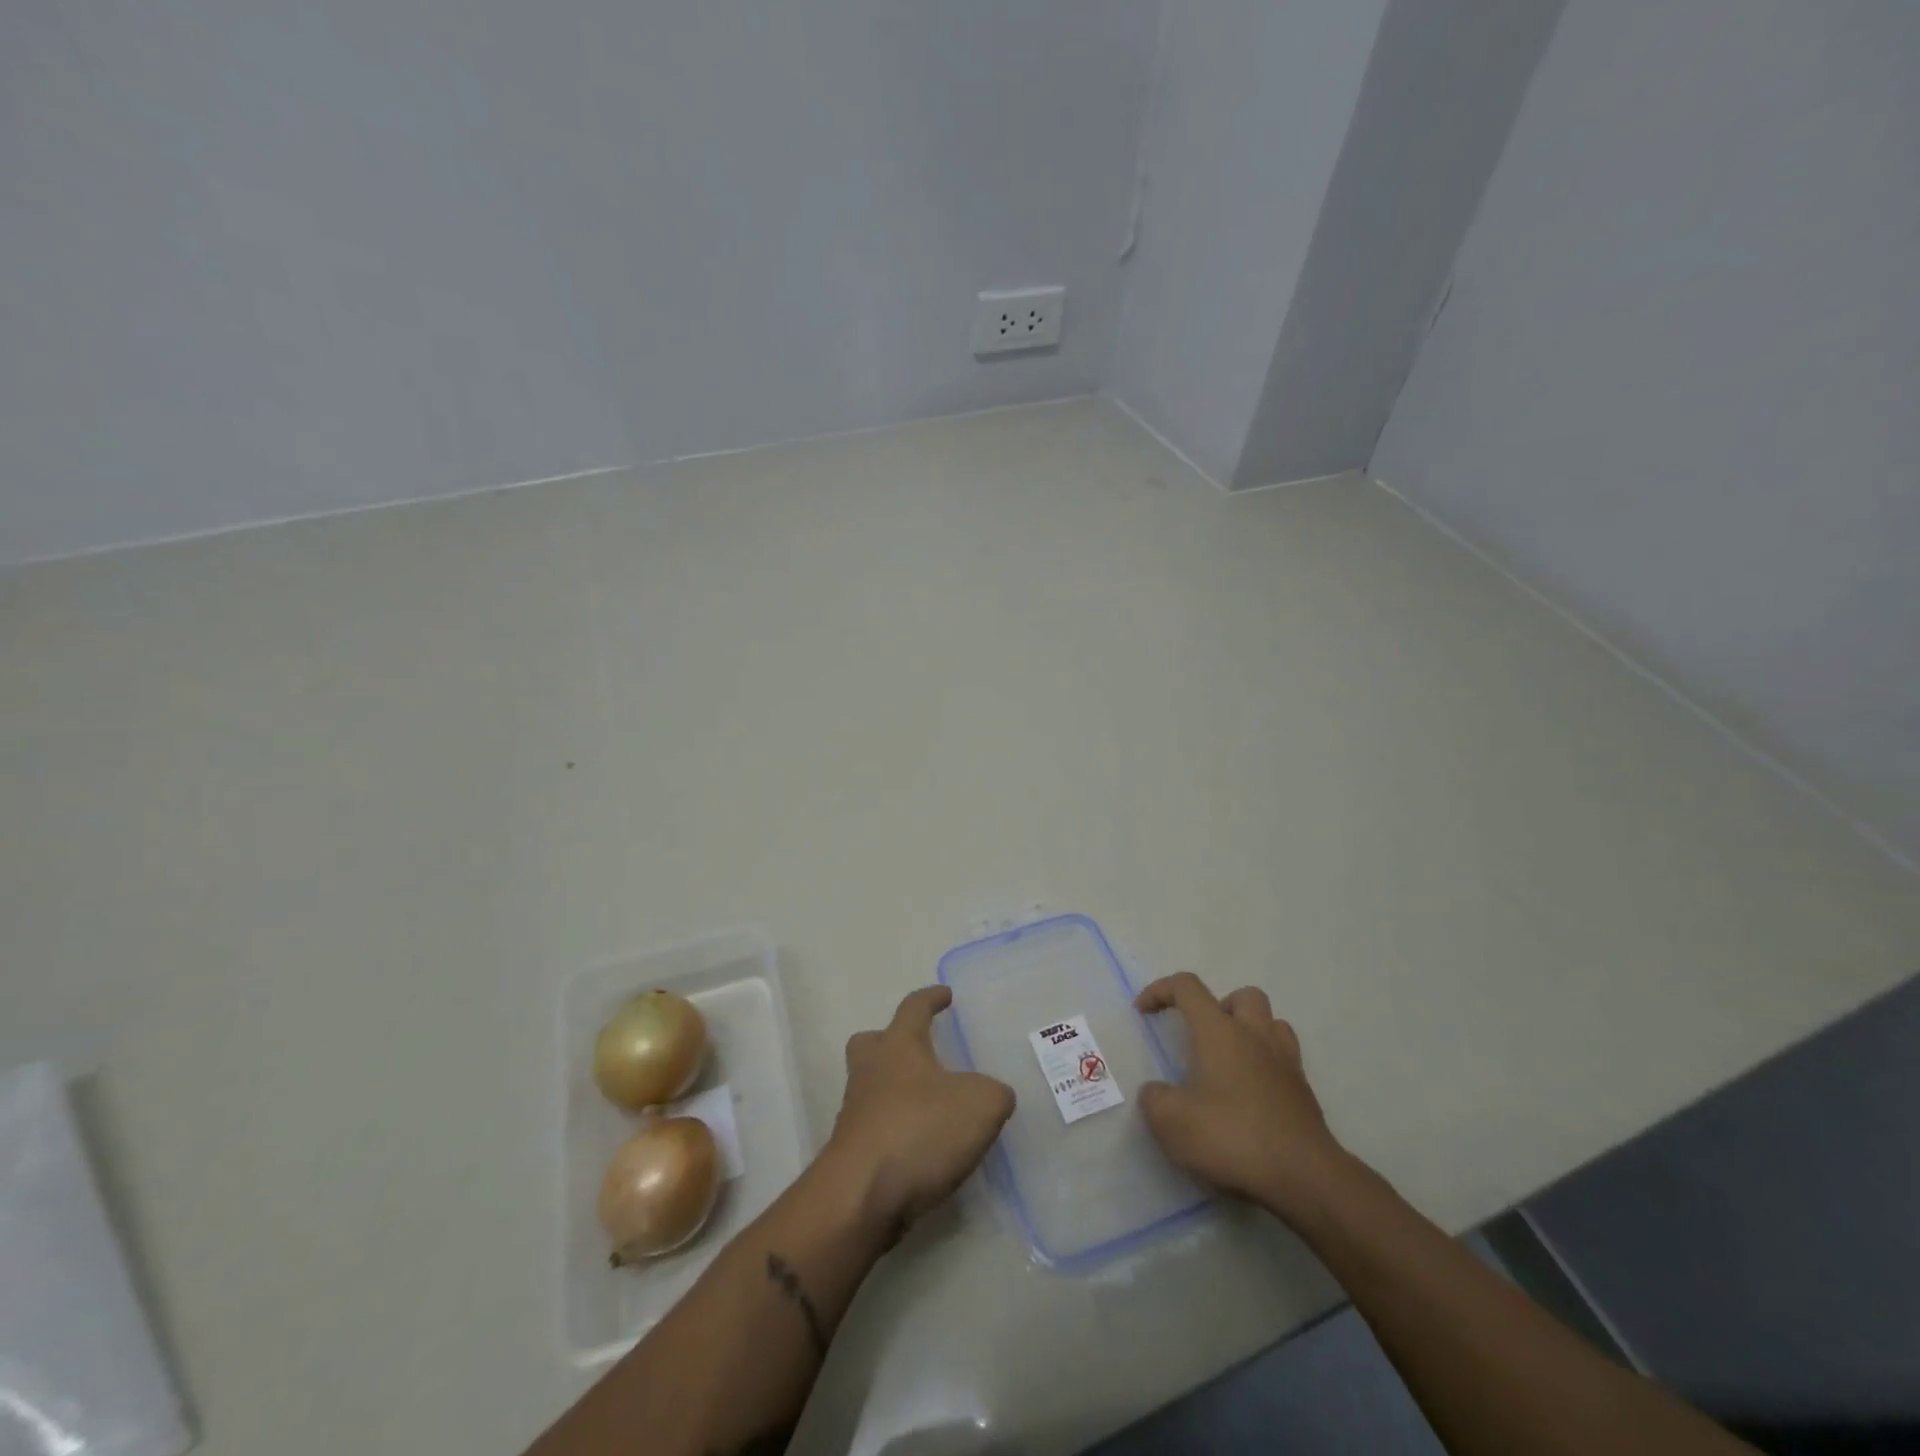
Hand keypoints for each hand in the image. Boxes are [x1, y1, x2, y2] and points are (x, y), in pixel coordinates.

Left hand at [823, 985, 1015, 1238]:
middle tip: (918, 1051)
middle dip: (890, 1042)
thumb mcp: (981, 1105)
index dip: (931, 998)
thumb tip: (994, 1095)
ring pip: (872, 1087)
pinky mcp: (852, 1152)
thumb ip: (995, 1093)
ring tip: (932, 1108)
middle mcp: (870, 1071)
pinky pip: (876, 1128)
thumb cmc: (921, 1130)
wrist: (862, 1197)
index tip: (945, 995)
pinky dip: (898, 1131)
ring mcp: (856, 1113)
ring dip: (896, 1091)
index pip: (913, 1008)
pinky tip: (924, 1149)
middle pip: (871, 1043)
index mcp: (898, 1045)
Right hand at [1134, 972, 1347, 1224]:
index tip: (1143, 1012)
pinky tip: (1252, 1096)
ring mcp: (1286, 1063)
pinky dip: (1267, 1065)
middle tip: (1201, 1037)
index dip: (1161, 990)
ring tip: (1230, 1062)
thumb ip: (1155, 1099)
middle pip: (1243, 996)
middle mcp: (1255, 1036)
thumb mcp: (1172, 1123)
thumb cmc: (1232, 1138)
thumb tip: (1156, 1093)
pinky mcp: (1305, 1093)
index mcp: (1219, 1031)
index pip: (1187, 987)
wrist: (1304, 1178)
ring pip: (1272, 1023)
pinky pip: (1286, 1060)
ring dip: (1250, 1031)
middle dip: (1219, 1007)